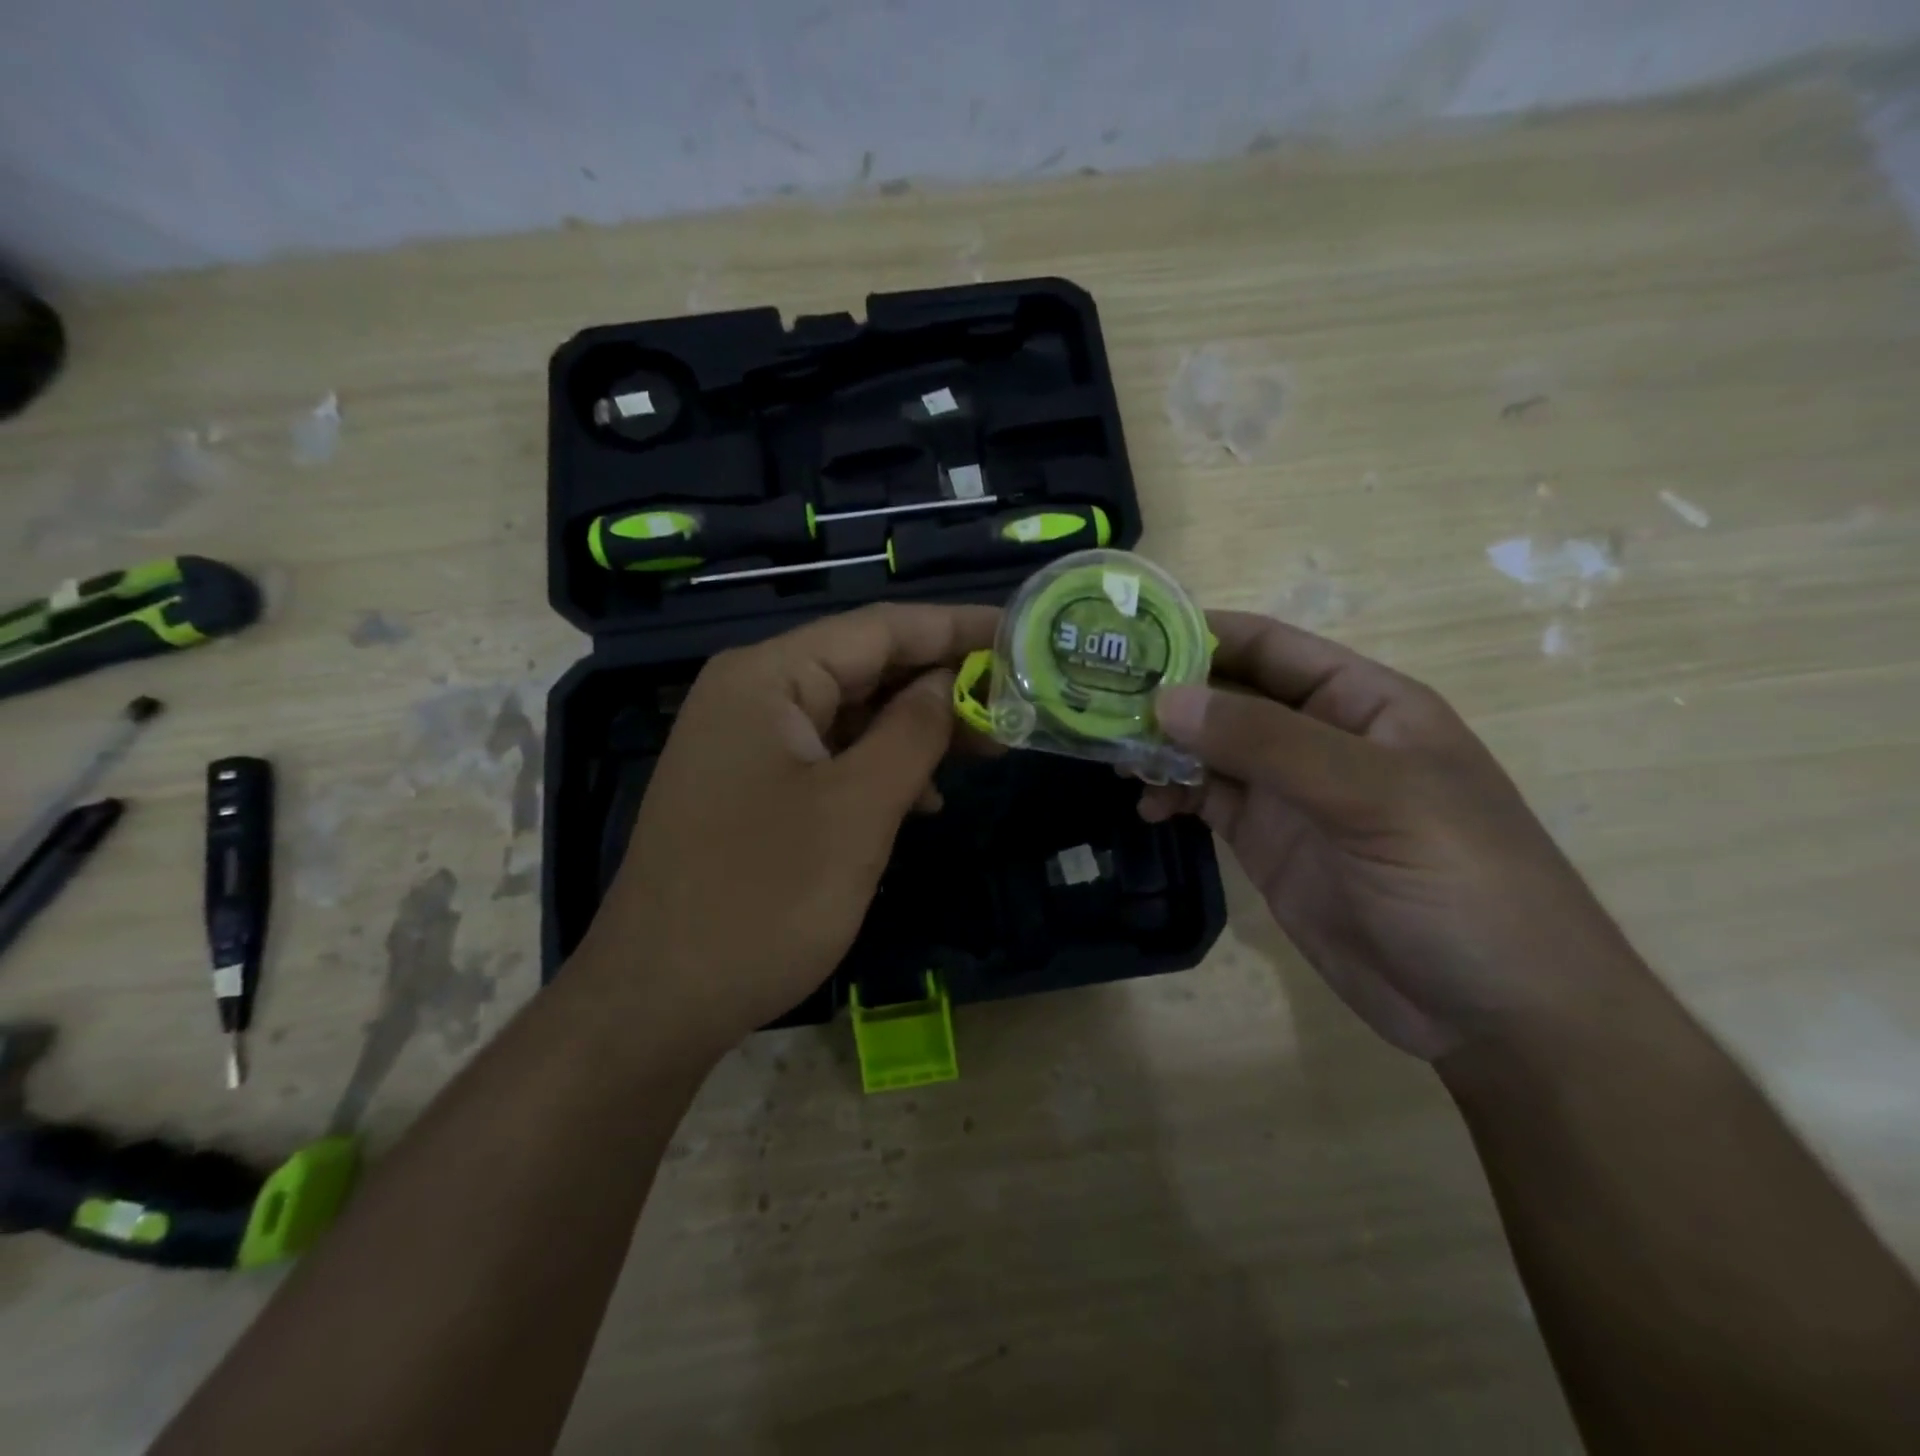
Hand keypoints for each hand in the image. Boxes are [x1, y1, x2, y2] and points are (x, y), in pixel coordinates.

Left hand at [578, 603, 998, 1058]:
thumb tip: (951, 682)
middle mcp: (753, 694)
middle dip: (941, 685)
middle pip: (865, 668)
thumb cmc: (764, 899)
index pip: (881, 628)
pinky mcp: (752, 789)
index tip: (1023, 635)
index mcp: (769, 677)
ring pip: (851, 716)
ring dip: (915, 732)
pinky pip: (830, 758)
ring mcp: (747, 744)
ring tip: (984, 752)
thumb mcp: (857, 809)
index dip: (957, 627)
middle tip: (1014, 705)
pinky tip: (921, 800)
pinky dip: (880, 769)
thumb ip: (913, 731)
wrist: (659, 1001)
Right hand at [1144, 611, 1642, 1062]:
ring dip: (1162, 747)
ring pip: (1209, 749)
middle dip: (1168, 693)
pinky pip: (1207, 801)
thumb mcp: (1372, 798)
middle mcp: (1320, 738)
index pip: (1269, 647)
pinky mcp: (1268, 843)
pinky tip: (1145, 806)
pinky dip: (1171, 795)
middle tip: (1097, 699)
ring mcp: (1291, 794)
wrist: (1497, 1014)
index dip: (1200, 634)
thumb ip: (1267, 744)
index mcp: (1362, 702)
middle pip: (1228, 696)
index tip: (1127, 636)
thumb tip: (1166, 699)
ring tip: (1113, 755)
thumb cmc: (1462, 883)